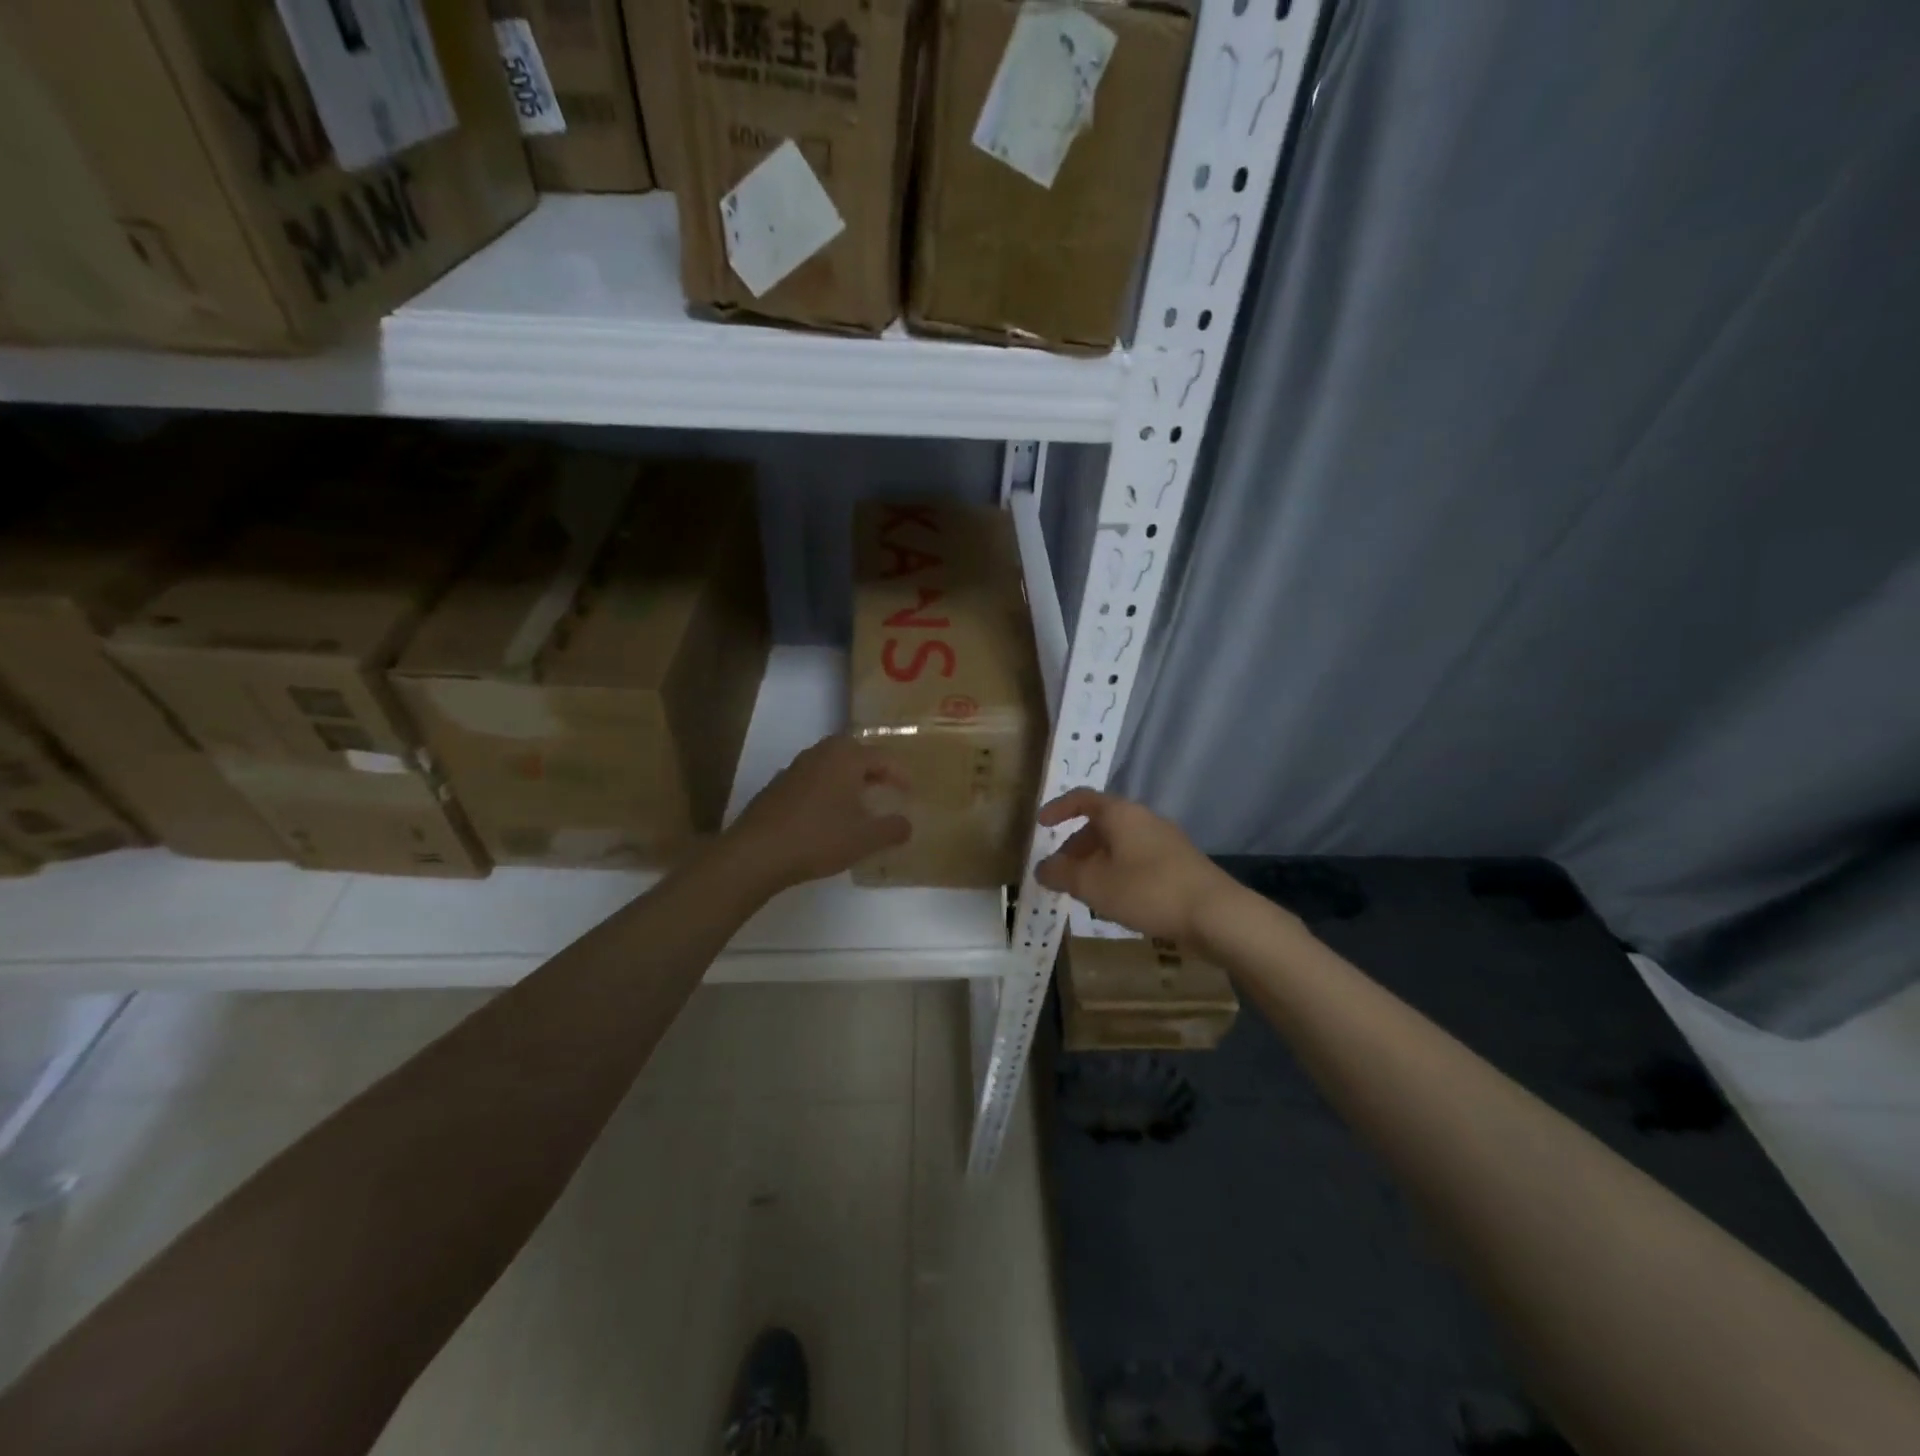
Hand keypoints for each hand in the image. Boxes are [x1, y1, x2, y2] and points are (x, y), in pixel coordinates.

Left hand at [724, 735, 910, 891]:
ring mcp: (794, 769)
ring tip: (859, 801)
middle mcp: (820, 754)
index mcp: (845, 758)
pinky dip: (826, 790)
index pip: (881, 756)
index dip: (900, 773)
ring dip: (847, 778)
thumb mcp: (865, 838)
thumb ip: (892, 829)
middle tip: (885, 787)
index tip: (910, 791)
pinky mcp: (777, 787)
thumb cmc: (818, 838)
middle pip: (853, 752)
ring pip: (829, 764)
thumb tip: (907, 824)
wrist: (756, 852)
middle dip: (872, 768)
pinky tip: (827, 815)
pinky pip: (812, 780)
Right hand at [1035, 789, 1235, 944]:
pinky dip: (1119, 871)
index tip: (1041, 825)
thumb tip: (1042, 868)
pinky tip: (1118, 899)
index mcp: (1121, 814)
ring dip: (1098, 861)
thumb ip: (1062, 874)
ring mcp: (1166, 840)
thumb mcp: (1094, 885)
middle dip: (1077, 845)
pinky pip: (1138, 858)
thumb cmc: (1147, 890)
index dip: (1059, 809)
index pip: (1082, 798)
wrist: (1216, 913)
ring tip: (1086, 890)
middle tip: (1062, 871)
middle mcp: (1144, 818)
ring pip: (1121, 843)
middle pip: (1102, 823)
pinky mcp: (1180, 863)